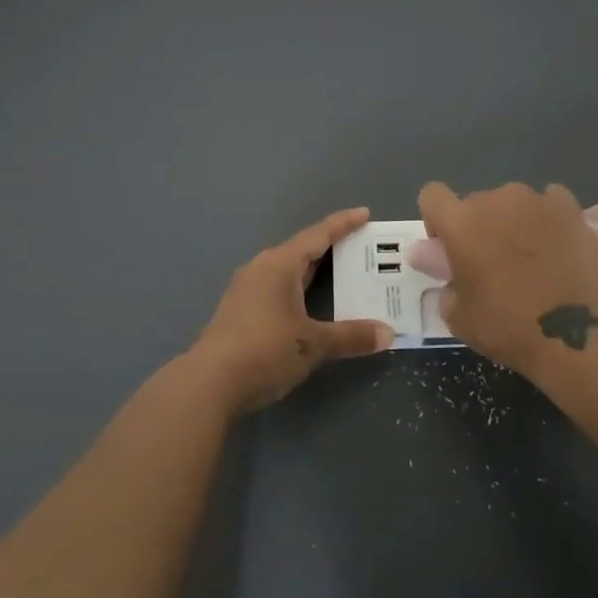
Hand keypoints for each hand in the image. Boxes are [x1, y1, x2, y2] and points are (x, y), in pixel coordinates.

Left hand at [189, 208, 394, 414]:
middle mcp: (261, 268)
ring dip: (312, 270)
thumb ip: (351, 336)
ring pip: (287, 270)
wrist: (209, 384)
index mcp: (279, 264)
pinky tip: (308, 303)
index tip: (364, 213)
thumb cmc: (265, 351)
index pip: (317, 235)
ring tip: (339, 272)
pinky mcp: (239, 311)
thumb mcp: (313, 344)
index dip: (343, 224)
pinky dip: (298, 288)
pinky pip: (276, 287)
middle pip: (301, 250)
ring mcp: (246, 289)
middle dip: (330, 247)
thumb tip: (388, 334)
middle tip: (360, 247)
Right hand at [416, 181, 597, 373]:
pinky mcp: (570, 207)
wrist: (577, 336)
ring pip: (513, 202)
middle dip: (479, 227)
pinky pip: (550, 201)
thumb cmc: (509, 328)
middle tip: (495, 263)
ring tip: (533, 257)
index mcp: (460, 223)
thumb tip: (444, 266)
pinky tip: (558, 244)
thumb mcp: (459, 318)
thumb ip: (444, 283)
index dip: (436, 220)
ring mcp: (535, 200)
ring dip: (514, 221)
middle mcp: (494, 200)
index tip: (449, 248)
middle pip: (476, 202)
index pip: (432, 196)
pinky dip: (548, 218)